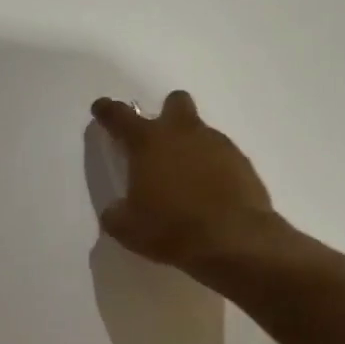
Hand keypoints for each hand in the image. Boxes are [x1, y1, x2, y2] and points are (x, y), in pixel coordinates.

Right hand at [90, 91, 276, 276]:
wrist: (234, 240)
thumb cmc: (170, 229)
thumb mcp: (127, 228)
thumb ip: (116, 213)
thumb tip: (117, 209)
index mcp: (148, 143)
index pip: (120, 117)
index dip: (108, 111)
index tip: (101, 108)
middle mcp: (183, 134)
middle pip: (175, 103)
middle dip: (166, 114)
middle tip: (159, 141)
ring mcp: (218, 145)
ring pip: (201, 132)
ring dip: (190, 147)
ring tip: (185, 181)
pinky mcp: (243, 163)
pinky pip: (222, 157)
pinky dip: (213, 169)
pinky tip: (209, 194)